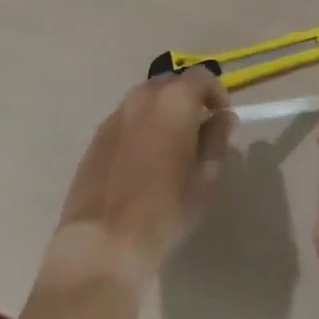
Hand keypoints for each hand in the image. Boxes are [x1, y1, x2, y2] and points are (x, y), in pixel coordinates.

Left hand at [48, 68, 233, 289]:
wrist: (103, 242)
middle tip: (198, 129)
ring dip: (162, 112)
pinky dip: (140, 127)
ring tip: (170, 145)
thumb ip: (216, 139)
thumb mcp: (205, 176)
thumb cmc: (165, 208)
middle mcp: (142, 97)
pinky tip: (143, 160)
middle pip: (171, 82)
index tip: (222, 117)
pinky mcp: (96, 138)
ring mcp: (115, 116)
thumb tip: (222, 118)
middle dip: (188, 98)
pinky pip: (126, 120)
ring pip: (146, 100)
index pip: (202, 77)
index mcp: (174, 100)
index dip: (217, 93)